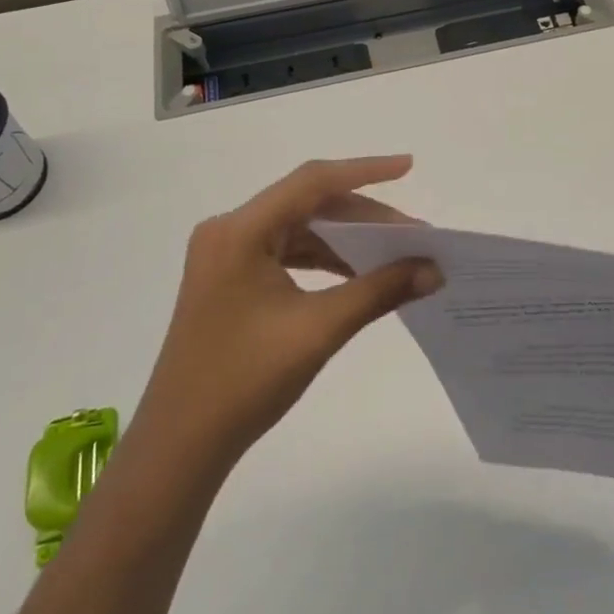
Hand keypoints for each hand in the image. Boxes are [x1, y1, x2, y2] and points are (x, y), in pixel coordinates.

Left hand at [136, 156, 440, 473]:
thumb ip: (379, 291)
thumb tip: (434, 270)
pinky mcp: (230, 279)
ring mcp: (227, 255)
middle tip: (413, 234)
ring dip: (346, 238)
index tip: (409, 166)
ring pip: (300, 228)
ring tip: (393, 254)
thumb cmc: (244, 382)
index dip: (365, 171)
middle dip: (363, 216)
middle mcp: (230, 231)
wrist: (179, 447)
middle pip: (308, 204)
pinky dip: (324, 258)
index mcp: (240, 230)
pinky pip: (287, 251)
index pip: (312, 182)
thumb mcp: (318, 329)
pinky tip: (356, 273)